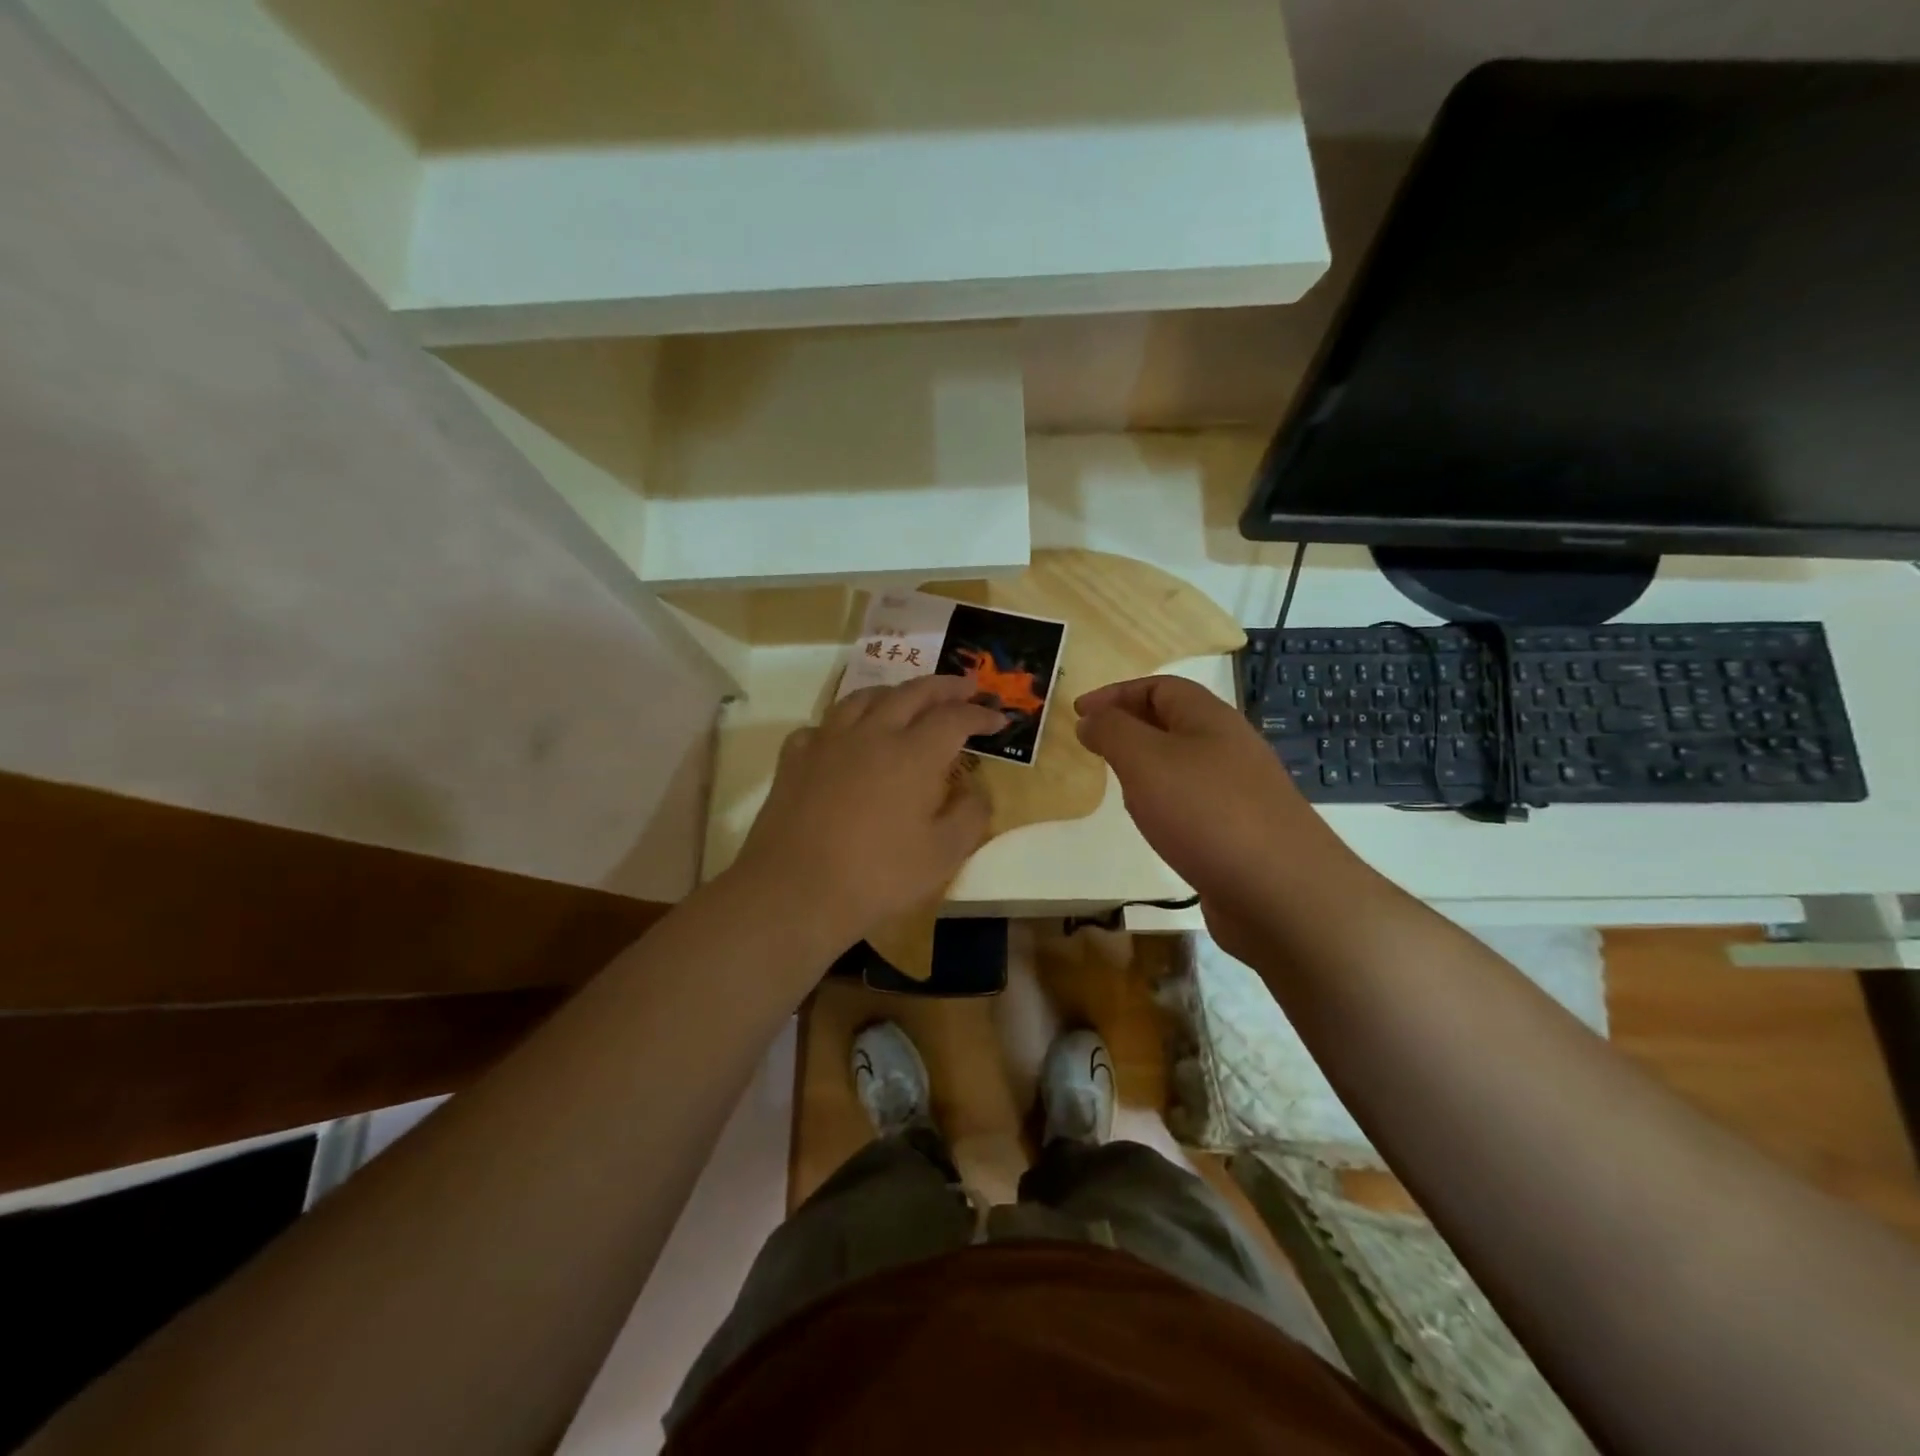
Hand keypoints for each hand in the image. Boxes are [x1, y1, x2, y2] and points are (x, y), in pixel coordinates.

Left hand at [729, 675, 1004, 950]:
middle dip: (945, 687)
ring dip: (896, 692)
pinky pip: (824, 724)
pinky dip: (845, 723)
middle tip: (967, 687)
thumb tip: (977, 789)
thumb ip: (970, 815)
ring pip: (865, 697)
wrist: (794, 893)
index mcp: (913, 754)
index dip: (981, 713)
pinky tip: (847, 737)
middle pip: (913, 692)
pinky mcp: (795, 758)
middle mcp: (872, 734)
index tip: (1001, 717)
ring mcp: (828, 741)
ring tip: (909, 698)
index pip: (955, 718)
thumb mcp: (943, 856)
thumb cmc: (878, 877)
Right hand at [1075, 676, 1351, 955]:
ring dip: (1147, 767)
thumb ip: (1112, 732)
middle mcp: (1230, 747)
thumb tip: (1091, 718)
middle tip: (1094, 748)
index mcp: (1210, 719)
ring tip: (1118, 786)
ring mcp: (1241, 791)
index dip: (1116, 694)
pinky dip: (1166, 804)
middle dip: (1130, 728)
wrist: (1284, 893)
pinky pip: (1195, 803)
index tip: (1078, 714)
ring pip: (1184, 764)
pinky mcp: (1243, 831)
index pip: (1159, 686)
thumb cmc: (1206, 813)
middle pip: (1174, 722)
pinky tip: (1156, 827)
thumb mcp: (1145, 760)